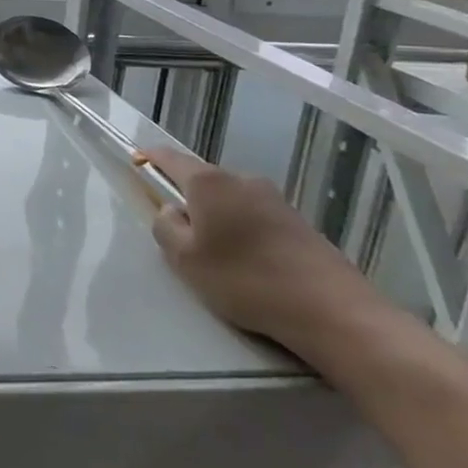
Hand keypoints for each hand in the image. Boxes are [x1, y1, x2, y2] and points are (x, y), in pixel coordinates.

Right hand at [140, 146, 377, 354]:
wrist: (331, 310)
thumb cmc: (245, 279)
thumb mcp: (185, 259)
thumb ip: (165, 227)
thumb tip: (171, 210)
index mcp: (209, 183)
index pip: (170, 158)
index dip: (150, 158)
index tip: (136, 163)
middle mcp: (241, 180)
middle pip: (202, 179)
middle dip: (185, 195)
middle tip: (176, 228)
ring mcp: (274, 199)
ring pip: (229, 198)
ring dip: (215, 215)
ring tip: (213, 252)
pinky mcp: (297, 222)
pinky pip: (253, 215)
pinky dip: (240, 228)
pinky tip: (246, 261)